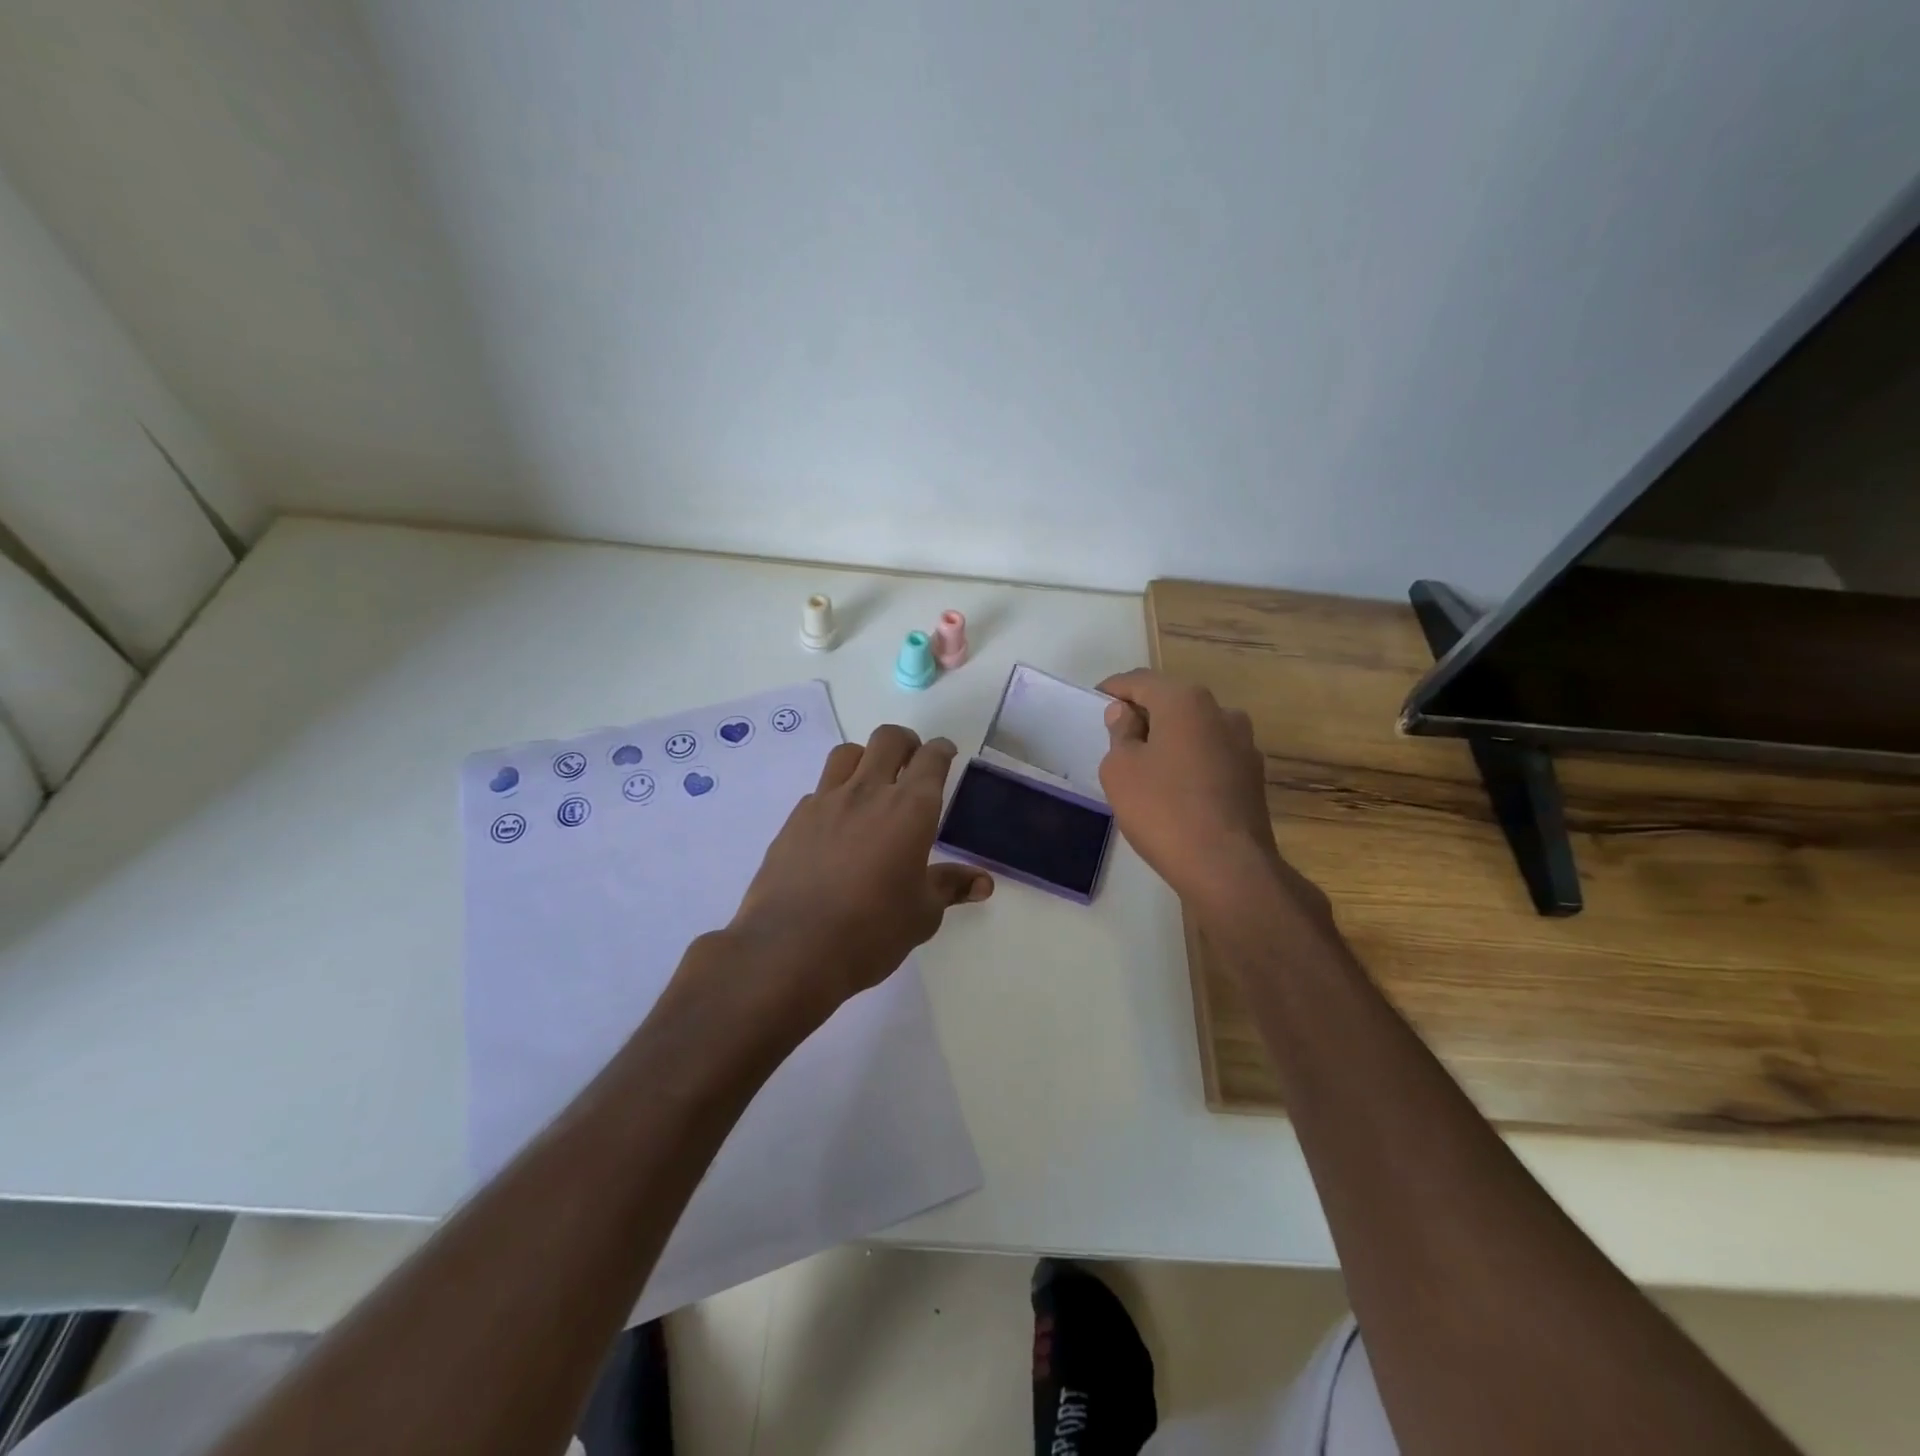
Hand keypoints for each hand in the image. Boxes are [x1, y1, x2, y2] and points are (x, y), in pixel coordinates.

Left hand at [724, 725, 991, 1017]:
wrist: (791, 949)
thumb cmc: (871, 931)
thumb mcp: (922, 914)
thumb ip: (950, 887)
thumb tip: (982, 882)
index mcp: (910, 809)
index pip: (931, 760)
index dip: (942, 751)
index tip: (946, 753)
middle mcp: (868, 792)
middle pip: (888, 739)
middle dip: (906, 742)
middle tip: (912, 760)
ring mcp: (826, 802)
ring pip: (848, 753)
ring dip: (866, 757)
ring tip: (872, 782)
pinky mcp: (795, 819)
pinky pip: (820, 789)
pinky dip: (835, 794)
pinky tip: (837, 824)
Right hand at [1097, 669, 1329, 927]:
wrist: (1227, 867)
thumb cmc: (1163, 810)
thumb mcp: (1121, 769)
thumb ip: (1120, 733)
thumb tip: (1125, 713)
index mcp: (1186, 701)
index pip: (1141, 681)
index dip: (1114, 689)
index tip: (1095, 701)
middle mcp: (1221, 712)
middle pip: (1172, 701)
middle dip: (1143, 713)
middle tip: (1116, 735)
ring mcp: (1243, 744)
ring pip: (1194, 729)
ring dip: (1168, 738)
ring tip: (1144, 764)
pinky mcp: (1253, 776)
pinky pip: (1210, 755)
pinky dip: (1188, 760)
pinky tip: (1173, 787)